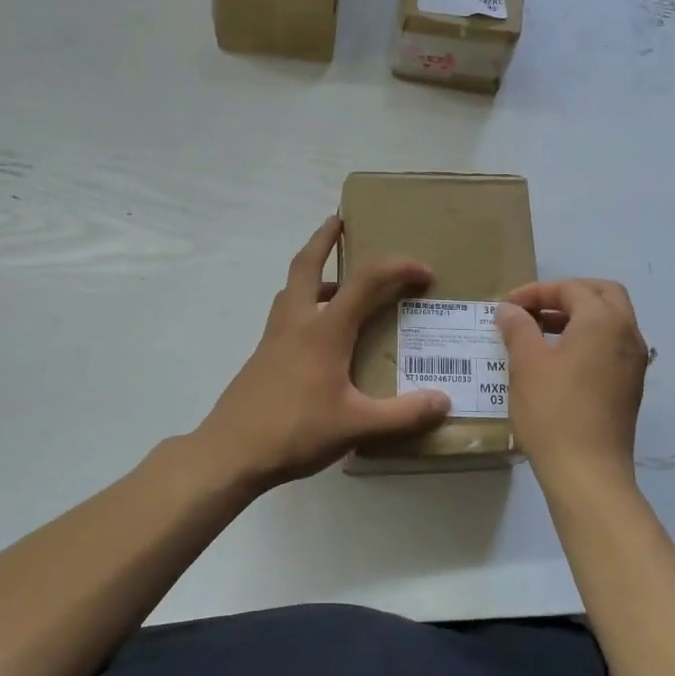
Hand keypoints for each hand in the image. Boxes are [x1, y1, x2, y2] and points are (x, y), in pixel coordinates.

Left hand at [192, 216, 451, 492]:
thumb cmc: (295, 432)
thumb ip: (403, 414)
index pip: (366, 282)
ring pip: (291, 289)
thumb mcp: (356, 425)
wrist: (230, 453)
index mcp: (324, 331)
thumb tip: (444, 402)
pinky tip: (319, 338)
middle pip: (305, 264)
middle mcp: (296, 323)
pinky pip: (286, 315)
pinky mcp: (262, 358)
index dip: (397, 268)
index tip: (424, 271)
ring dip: (312, 273)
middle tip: (339, 221)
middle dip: (323, 238)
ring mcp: (273, 339)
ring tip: (337, 281)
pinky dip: (304, 306)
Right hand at [495, 280, 646, 486]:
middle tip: (534, 310)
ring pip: (610, 321)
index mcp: (604, 321)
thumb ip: (518, 328)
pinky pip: (611, 346)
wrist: (588, 472)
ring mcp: (634, 362)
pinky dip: (587, 340)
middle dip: (566, 295)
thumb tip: (509, 310)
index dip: (536, 292)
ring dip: (577, 318)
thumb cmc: (553, 411)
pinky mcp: (630, 386)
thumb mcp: (526, 364)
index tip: (507, 308)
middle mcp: (627, 334)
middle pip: (602, 294)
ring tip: (539, 334)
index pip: (571, 288)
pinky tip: (558, 361)